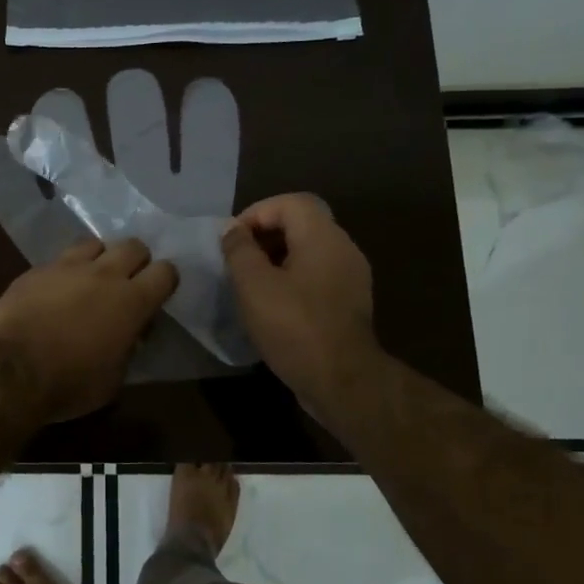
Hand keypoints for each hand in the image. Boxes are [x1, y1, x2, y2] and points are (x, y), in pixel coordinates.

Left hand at [0, 238, 179, 422]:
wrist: (11, 371)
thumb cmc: (70, 383)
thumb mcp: (114, 378)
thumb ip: (128, 348)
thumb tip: (129, 335)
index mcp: (132, 301)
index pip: (166, 272)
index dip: (166, 281)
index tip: (157, 295)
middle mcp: (104, 274)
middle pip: (133, 246)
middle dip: (136, 261)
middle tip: (127, 282)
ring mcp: (67, 267)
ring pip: (94, 243)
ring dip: (100, 258)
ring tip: (91, 278)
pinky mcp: (36, 270)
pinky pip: (59, 259)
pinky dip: (65, 271)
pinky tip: (56, 290)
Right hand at [220, 194, 381, 420]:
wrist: (342, 381)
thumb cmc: (294, 327)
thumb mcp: (254, 286)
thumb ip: (240, 250)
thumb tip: (232, 230)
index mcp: (323, 236)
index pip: (290, 202)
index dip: (256, 213)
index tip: (232, 240)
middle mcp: (343, 248)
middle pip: (302, 223)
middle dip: (265, 235)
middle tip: (238, 259)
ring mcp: (351, 277)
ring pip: (310, 251)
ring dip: (277, 259)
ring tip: (250, 282)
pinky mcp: (350, 303)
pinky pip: (318, 275)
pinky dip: (293, 279)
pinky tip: (272, 304)